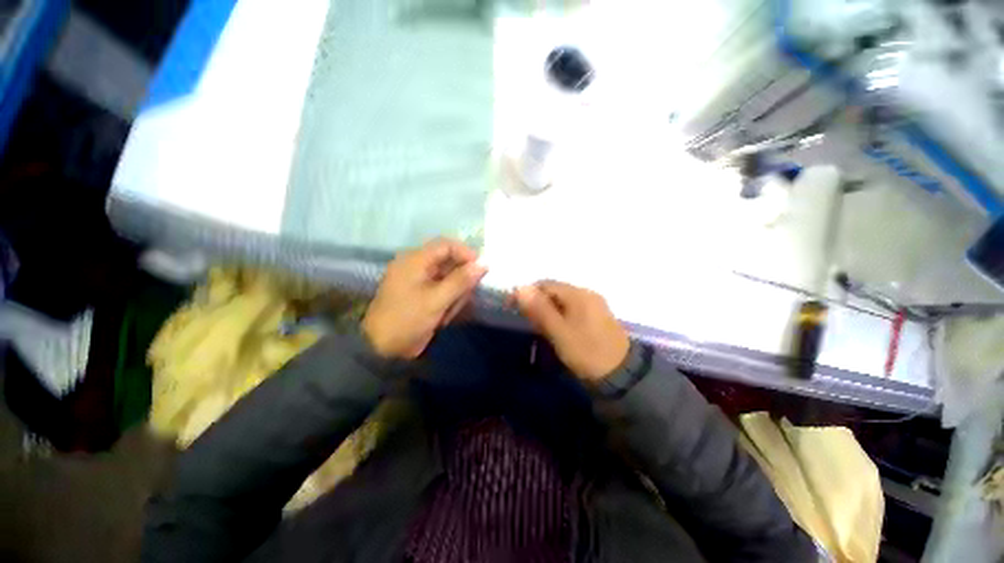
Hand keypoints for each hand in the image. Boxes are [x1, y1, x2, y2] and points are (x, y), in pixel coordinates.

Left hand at [363, 238, 486, 358]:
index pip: (446, 245)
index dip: (466, 253)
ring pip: (448, 277)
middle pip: (449, 262)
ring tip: (449, 312)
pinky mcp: (422, 293)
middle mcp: (417, 265)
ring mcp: (419, 280)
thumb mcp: (437, 300)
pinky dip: (448, 300)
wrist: (383, 348)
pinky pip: (442, 289)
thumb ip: (461, 281)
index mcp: (415, 260)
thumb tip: (483, 264)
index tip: (481, 268)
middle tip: (464, 297)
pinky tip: (444, 316)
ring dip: (455, 294)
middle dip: (460, 280)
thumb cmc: (408, 319)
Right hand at [515, 281, 629, 382]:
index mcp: (578, 294)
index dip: (526, 293)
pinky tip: (557, 329)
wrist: (621, 375)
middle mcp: (587, 294)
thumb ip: (539, 309)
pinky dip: (560, 315)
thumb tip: (520, 287)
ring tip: (540, 327)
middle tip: (527, 321)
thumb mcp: (559, 332)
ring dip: (548, 310)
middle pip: (555, 291)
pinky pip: (572, 308)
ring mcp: (594, 304)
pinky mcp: (597, 316)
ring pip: (563, 300)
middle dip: (537, 303)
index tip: (512, 307)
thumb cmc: (586, 352)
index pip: (545, 284)